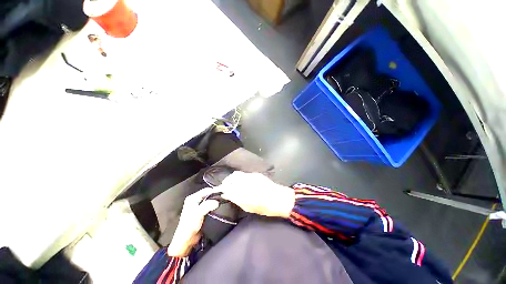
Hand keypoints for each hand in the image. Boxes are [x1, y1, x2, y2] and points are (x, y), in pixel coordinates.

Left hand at [167, 187, 219, 256]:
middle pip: (208, 194)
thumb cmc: (190, 225)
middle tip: (225, 196)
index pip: (206, 190)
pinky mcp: (201, 212)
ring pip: (210, 200)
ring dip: (216, 201)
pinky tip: (220, 207)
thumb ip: (207, 205)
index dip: (215, 190)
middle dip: (216, 195)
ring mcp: (198, 206)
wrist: (186, 239)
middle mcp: (195, 200)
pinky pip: (210, 206)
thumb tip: (217, 202)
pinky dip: (215, 205)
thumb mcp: (198, 213)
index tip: (223, 192)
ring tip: (224, 201)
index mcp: (192, 198)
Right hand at [218, 172, 294, 217]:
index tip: (222, 192)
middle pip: (231, 178)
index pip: (228, 188)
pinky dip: (239, 177)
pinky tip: (241, 182)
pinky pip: (244, 174)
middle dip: (226, 182)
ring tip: (232, 184)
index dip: (223, 190)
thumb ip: (237, 200)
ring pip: (237, 174)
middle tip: (225, 187)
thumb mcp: (248, 207)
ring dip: (232, 179)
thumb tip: (227, 195)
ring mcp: (251, 176)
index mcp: (244, 193)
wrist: (279, 198)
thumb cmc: (264, 207)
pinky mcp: (256, 174)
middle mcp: (247, 182)